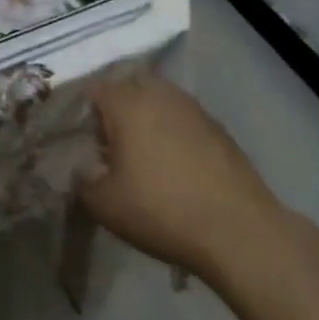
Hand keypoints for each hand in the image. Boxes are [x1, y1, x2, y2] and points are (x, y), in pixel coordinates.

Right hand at [76, 74, 285, 281]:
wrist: (237, 230)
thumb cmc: (161, 210)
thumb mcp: (105, 206)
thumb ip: (83, 182)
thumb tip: (81, 170)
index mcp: (126, 102)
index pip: (96, 90)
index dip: (88, 115)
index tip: (89, 145)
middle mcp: (158, 93)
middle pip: (129, 90)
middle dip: (119, 113)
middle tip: (116, 150)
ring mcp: (192, 107)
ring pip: (159, 102)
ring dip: (149, 122)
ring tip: (149, 160)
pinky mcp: (218, 127)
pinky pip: (185, 121)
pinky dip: (176, 135)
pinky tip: (180, 170)